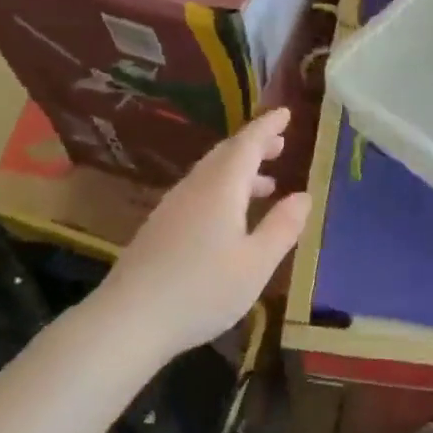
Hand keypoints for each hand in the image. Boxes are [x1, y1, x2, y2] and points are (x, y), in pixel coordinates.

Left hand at [99, 107, 311, 362]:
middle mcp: (195, 188)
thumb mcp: (256, 264)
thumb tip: (304, 196)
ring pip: (210, 174)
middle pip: (226, 154)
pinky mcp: (160, 228)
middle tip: (280, 143)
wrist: (129, 319)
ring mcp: (172, 207)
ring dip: (240, 171)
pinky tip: (231, 217)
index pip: (248, 144)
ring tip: (267, 182)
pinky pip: (199, 192)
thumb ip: (282, 227)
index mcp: (221, 188)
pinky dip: (223, 190)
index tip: (285, 113)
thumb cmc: (202, 290)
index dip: (268, 127)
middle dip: (254, 145)